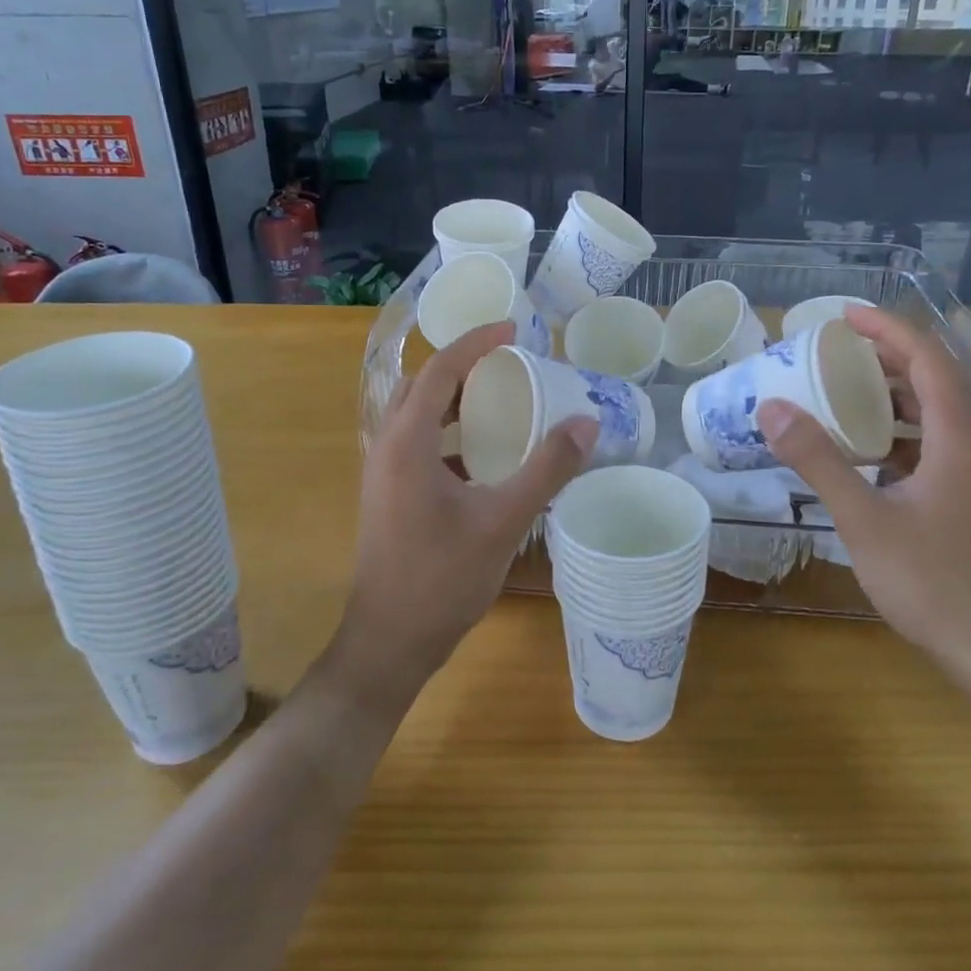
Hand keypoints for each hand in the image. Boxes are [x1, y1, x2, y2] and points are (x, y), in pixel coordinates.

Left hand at [339, 322, 596, 697]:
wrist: (390, 642)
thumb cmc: (442, 579)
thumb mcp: (504, 520)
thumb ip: (547, 469)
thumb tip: (587, 423)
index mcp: (406, 442)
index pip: (440, 369)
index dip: (475, 342)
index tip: (513, 328)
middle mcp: (387, 448)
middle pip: (422, 385)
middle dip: (462, 365)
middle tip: (508, 362)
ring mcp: (383, 474)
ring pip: (417, 415)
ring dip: (454, 399)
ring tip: (501, 400)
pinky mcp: (389, 496)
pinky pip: (419, 444)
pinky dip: (450, 433)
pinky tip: (485, 455)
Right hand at [755, 306, 970, 683]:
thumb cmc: (935, 583)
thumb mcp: (865, 520)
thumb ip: (819, 461)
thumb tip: (772, 408)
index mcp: (961, 438)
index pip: (929, 360)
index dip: (889, 330)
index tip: (845, 316)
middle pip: (937, 380)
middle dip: (888, 356)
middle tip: (837, 350)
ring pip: (939, 414)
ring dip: (896, 394)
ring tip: (845, 390)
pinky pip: (937, 445)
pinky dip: (901, 433)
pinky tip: (868, 451)